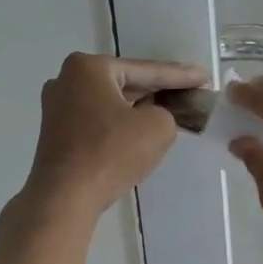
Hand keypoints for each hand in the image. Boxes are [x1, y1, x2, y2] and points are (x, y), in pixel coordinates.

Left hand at [27, 52, 206, 215]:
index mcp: (90, 67)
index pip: (147, 70)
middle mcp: (68, 79)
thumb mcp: (158, 127)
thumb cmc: (112, 153)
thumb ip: (167, 113)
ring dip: (140, 107)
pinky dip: (121, 123)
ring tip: (171, 110)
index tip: (205, 77)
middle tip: (190, 93)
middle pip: (126, 82)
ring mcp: (57, 106)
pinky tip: (140, 129)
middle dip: (158, 90)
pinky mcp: (57, 132)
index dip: (181, 76)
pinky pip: (98, 119)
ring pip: (112, 102)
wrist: (65, 196)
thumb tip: (155, 116)